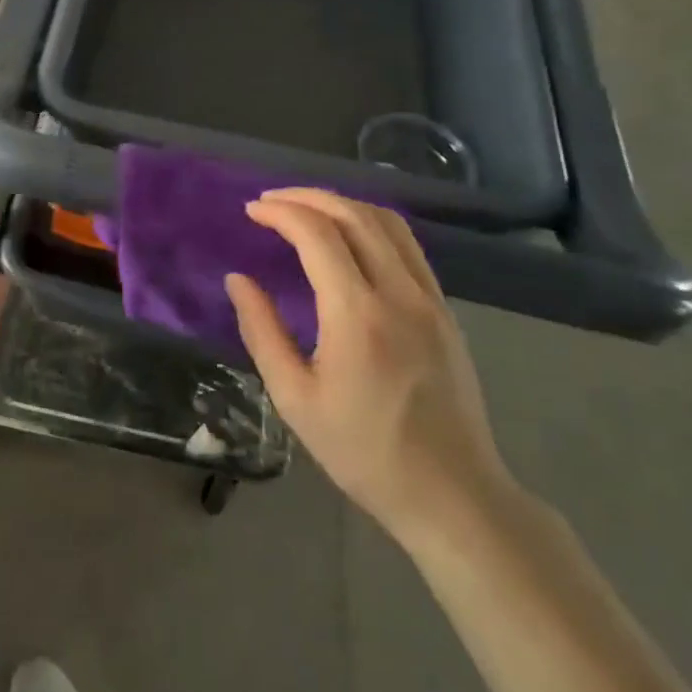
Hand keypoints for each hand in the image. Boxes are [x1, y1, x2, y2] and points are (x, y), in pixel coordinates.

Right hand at [225, 189, 517, 549]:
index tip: (252, 210)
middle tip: (272, 201)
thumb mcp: (295, 398)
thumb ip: (262, 331)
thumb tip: (238, 280)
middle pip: (355, 215)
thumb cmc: (363, 452)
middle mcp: (399, 293)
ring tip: (307, 209)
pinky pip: (408, 246)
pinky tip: (350, 237)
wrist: (453, 494)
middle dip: (308, 197)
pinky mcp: (444, 311)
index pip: (318, 234)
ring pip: (388, 223)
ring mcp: (430, 299)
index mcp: (357, 315)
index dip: (282, 212)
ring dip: (343, 204)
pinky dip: (372, 224)